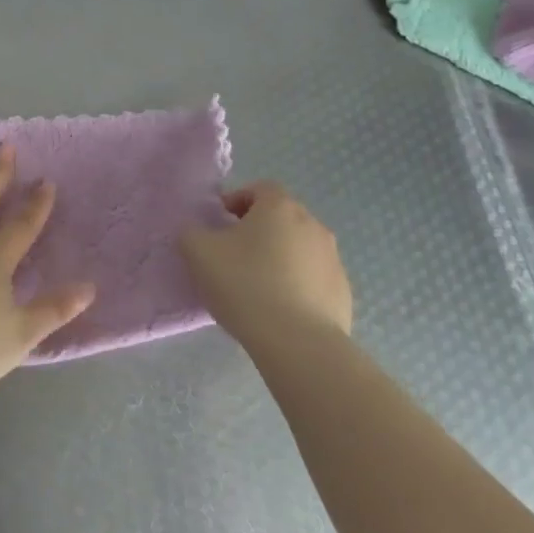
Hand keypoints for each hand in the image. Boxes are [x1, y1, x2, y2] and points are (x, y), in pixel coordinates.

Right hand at [180, 181, 351, 345]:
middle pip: (281, 218)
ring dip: (279, 257)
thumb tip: (196, 231)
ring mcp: (333, 258)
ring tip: (257, 286)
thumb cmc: (246, 286)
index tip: (220, 223)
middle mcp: (312, 224)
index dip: (237, 201)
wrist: (298, 343)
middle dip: (257, 230)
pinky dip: (297, 284)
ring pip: (298, 248)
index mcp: (280, 207)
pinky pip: (313, 278)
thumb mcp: (198, 253)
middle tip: (234, 255)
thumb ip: (191, 232)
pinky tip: (279, 308)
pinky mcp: (342, 291)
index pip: (259, 189)